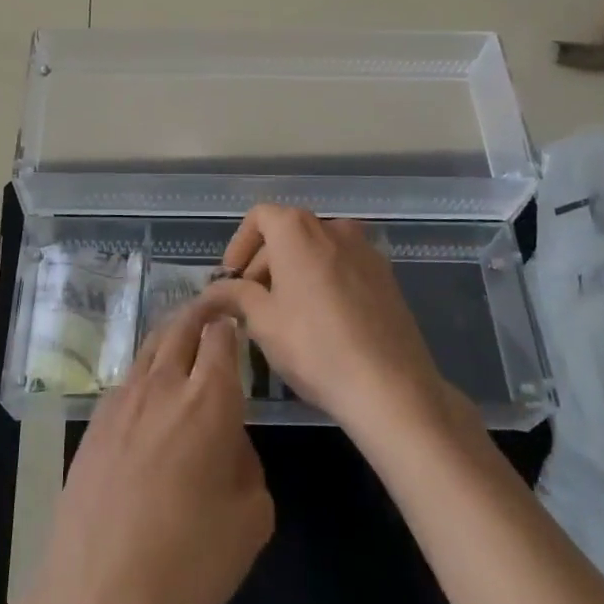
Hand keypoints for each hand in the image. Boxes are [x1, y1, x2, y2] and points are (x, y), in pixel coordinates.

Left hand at [29, 296, 273, 603]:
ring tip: (181, 335)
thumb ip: (248, 465)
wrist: (101, 590)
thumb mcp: (252, 519)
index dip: (230, 322)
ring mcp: (122, 400)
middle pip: (181, 327)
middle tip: (213, 307)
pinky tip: (148, 392)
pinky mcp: (94, 423)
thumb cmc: (189, 558)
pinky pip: (126, 380)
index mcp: (209, 398)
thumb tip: (229, 443)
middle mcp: (164, 385)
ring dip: (170, 333)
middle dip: (200, 311)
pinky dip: (145, 371)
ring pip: (149, 347)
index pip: (221, 337)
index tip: (237, 318)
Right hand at [208, 205, 445, 439]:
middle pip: (288, 232)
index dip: (239, 245)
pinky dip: (325, 282)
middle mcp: (332, 227)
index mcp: (297, 229)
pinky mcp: (387, 276)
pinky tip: (323, 323)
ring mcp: (365, 250)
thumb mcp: (262, 321)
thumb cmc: (314, 346)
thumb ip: (234, 296)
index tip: (231, 280)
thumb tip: (212, 291)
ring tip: (286, 315)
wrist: (391, 386)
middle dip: (265, 264)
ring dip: (295, 273)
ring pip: (317, 251)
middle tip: (252, 305)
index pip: (259, 217)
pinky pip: (344, 268)